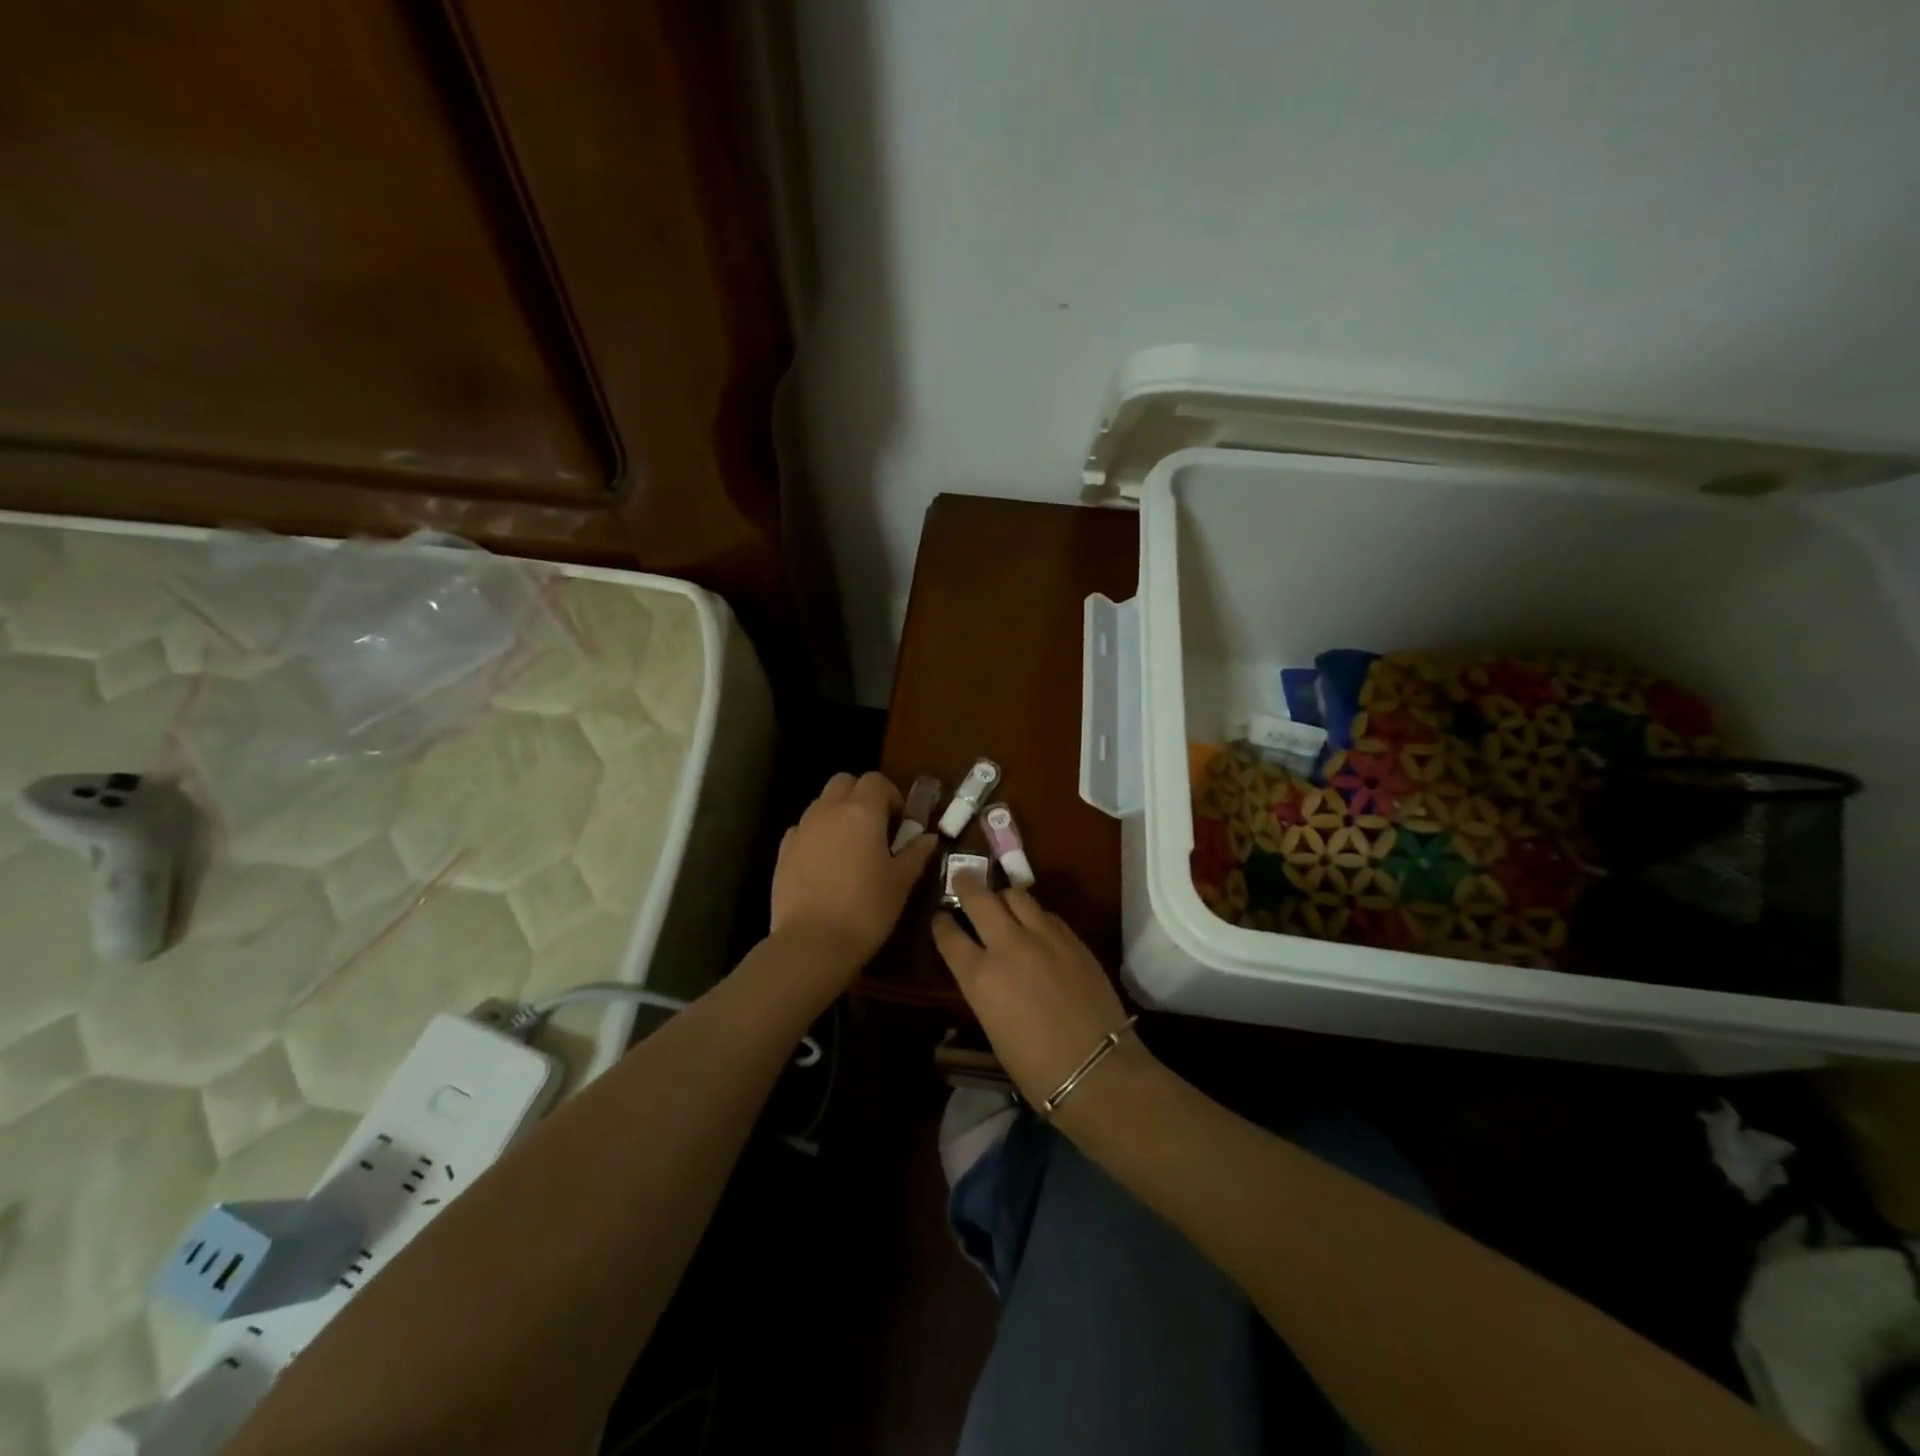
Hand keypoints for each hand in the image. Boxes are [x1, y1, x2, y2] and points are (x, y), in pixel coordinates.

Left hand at [769, 772, 938, 982]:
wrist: (812, 943)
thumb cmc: (866, 909)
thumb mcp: (901, 882)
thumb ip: (916, 853)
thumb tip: (929, 837)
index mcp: (862, 811)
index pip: (876, 780)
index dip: (891, 796)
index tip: (900, 823)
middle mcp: (828, 811)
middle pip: (844, 782)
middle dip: (861, 796)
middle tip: (876, 828)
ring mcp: (802, 829)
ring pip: (822, 804)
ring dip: (838, 814)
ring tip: (851, 848)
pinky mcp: (783, 851)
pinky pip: (804, 829)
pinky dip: (817, 835)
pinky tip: (826, 865)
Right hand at [931, 873, 1136, 1115]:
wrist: (1096, 1068)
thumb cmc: (1035, 1066)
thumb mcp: (992, 1026)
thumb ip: (983, 986)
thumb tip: (982, 968)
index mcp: (979, 976)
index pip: (948, 934)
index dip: (940, 922)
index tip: (939, 916)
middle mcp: (1007, 946)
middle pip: (979, 898)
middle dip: (966, 884)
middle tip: (962, 878)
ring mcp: (1043, 937)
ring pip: (1016, 895)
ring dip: (1003, 895)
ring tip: (1001, 900)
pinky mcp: (1072, 937)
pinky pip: (1046, 912)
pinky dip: (1034, 913)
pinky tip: (1035, 923)